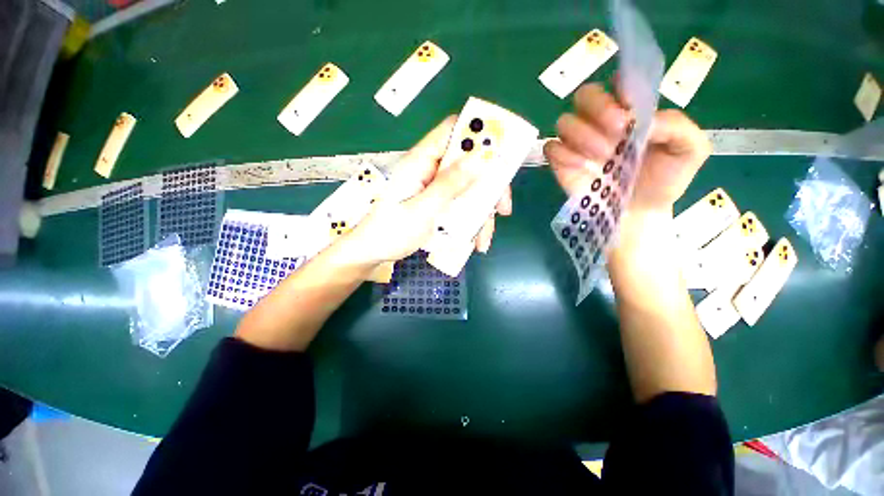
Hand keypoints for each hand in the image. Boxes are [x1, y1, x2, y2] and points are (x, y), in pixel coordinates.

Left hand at [341, 117, 512, 265]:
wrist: (373, 253)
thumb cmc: (391, 231)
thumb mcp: (423, 209)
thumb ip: (449, 184)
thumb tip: (480, 158)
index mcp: (422, 161)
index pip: (452, 130)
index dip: (478, 133)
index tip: (502, 152)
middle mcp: (432, 170)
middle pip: (469, 164)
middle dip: (489, 186)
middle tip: (502, 208)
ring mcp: (436, 189)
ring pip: (469, 189)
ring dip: (481, 213)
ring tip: (484, 239)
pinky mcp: (438, 205)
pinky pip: (461, 206)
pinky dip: (471, 222)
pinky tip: (475, 241)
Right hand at [544, 83, 710, 216]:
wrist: (639, 213)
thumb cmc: (664, 181)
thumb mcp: (690, 151)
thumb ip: (679, 127)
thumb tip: (647, 121)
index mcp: (631, 110)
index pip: (619, 82)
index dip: (623, 87)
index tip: (633, 107)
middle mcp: (601, 121)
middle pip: (585, 94)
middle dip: (600, 107)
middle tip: (619, 130)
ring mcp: (578, 142)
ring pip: (564, 121)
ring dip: (582, 135)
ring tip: (603, 157)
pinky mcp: (561, 163)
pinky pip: (551, 148)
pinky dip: (563, 154)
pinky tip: (581, 167)